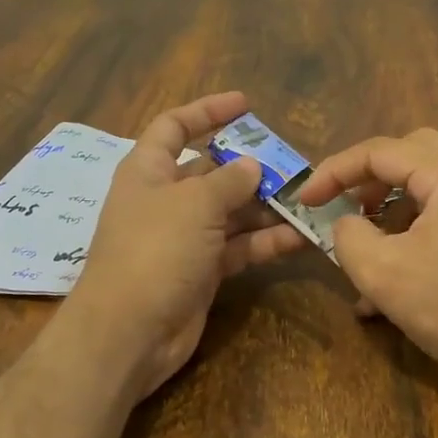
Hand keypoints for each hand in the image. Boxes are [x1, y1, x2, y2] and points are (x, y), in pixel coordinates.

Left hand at [60, 92, 304, 405]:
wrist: (129, 333)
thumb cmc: (155, 251)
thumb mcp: (194, 204)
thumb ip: (229, 180)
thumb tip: (253, 165)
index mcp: (148, 171)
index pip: (175, 127)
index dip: (207, 111)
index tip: (246, 104)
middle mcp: (166, 200)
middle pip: (212, 171)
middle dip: (251, 167)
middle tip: (294, 164)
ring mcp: (185, 237)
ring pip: (232, 211)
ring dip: (266, 207)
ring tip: (308, 200)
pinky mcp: (203, 271)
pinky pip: (239, 247)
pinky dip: (266, 241)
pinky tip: (300, 237)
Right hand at [298, 129, 437, 393]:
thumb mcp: (382, 273)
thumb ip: (348, 236)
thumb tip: (346, 224)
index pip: (381, 151)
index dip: (334, 172)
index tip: (305, 200)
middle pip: (410, 154)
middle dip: (368, 179)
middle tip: (342, 207)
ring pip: (429, 183)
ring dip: (391, 208)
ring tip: (365, 249)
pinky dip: (416, 228)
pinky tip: (396, 276)